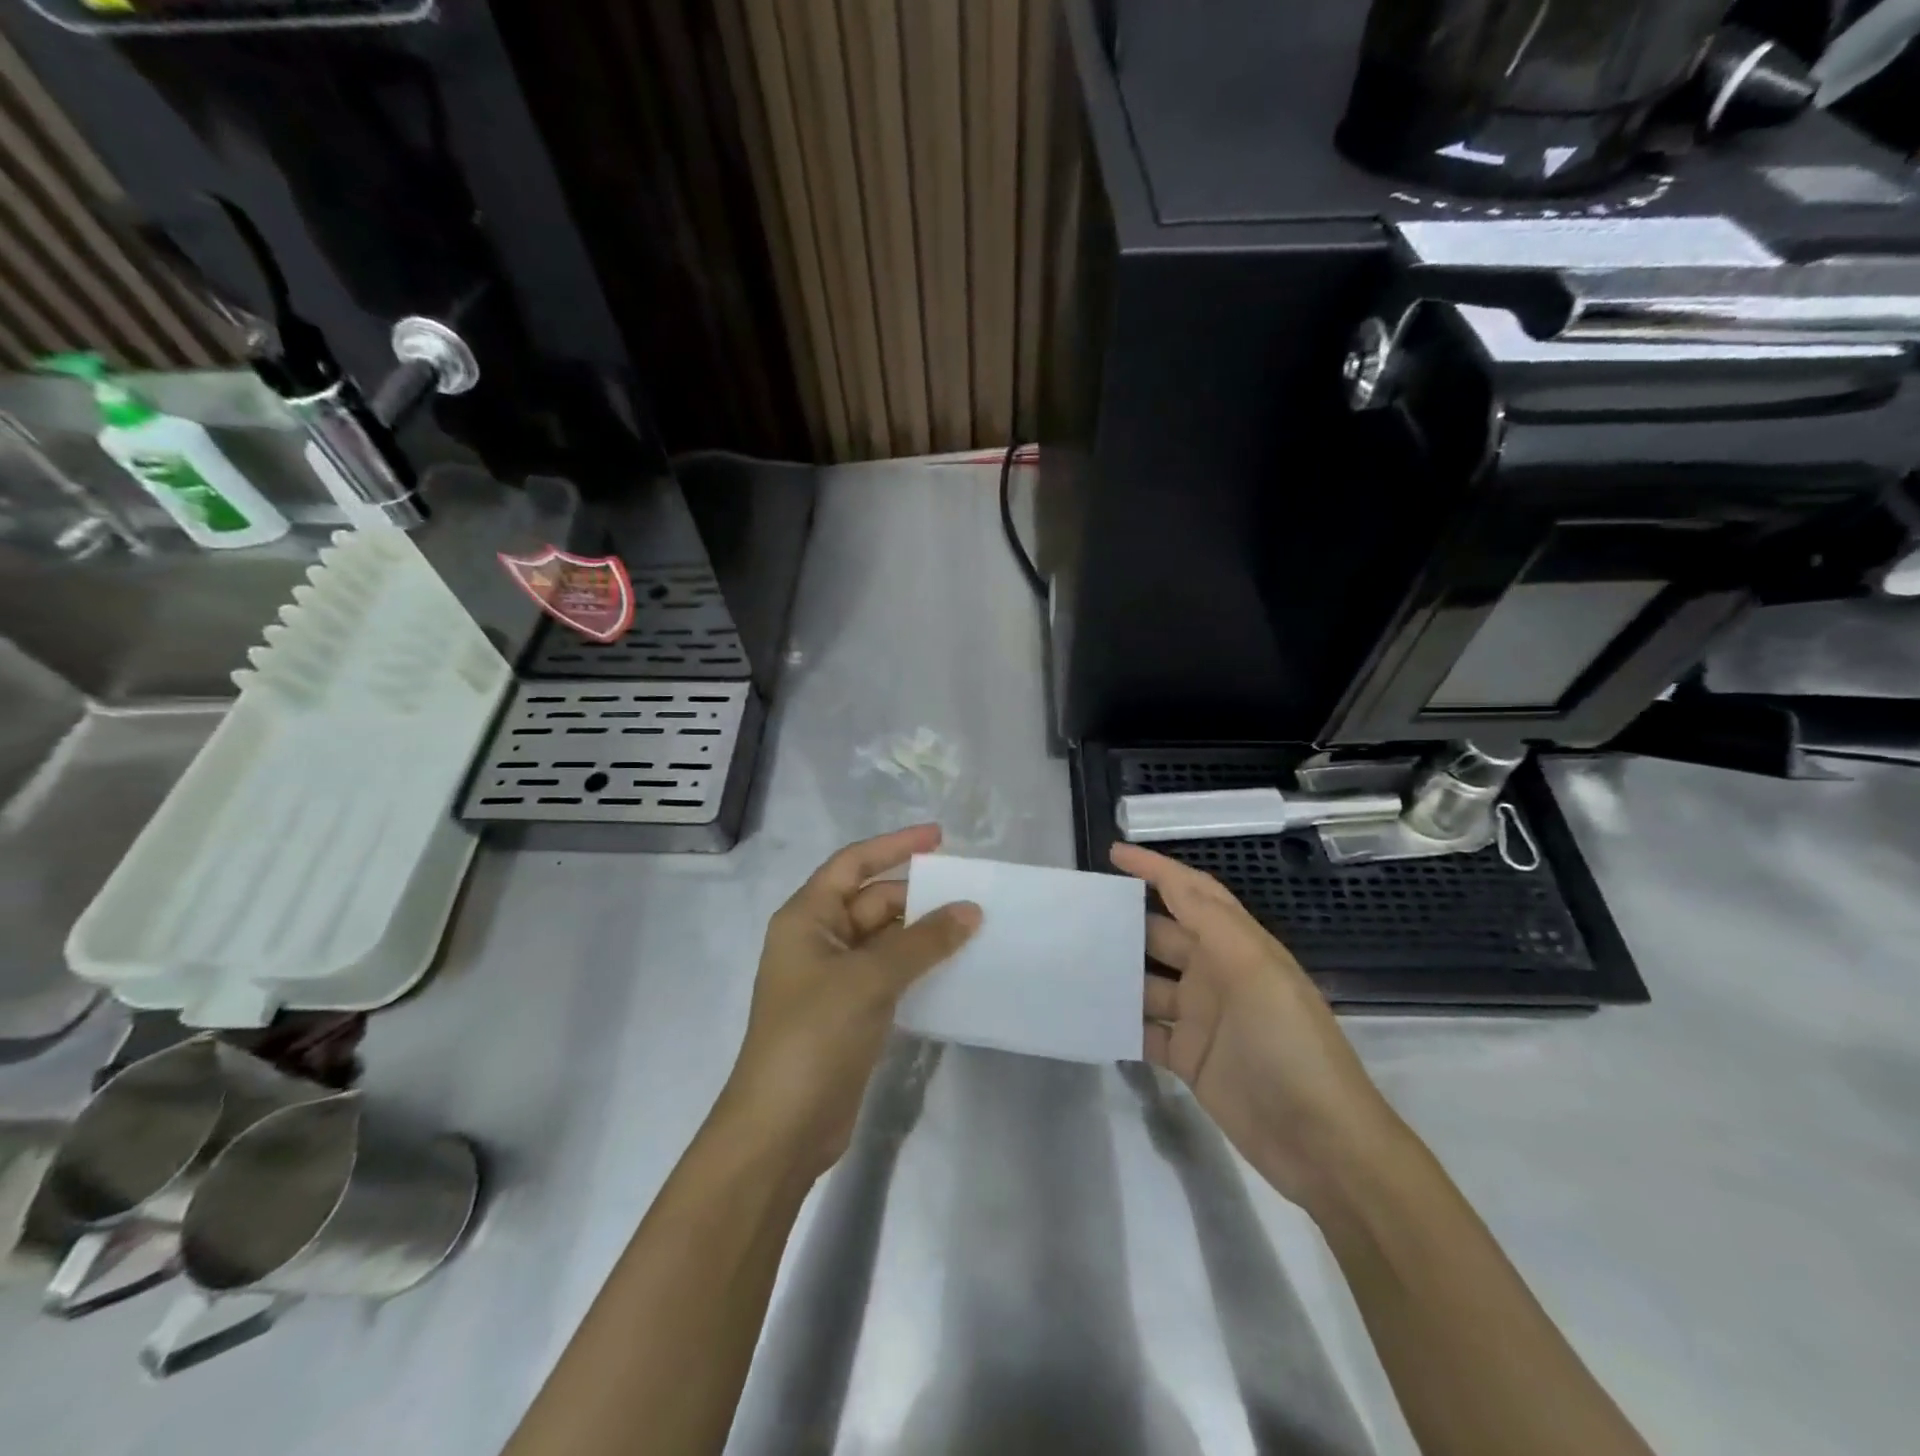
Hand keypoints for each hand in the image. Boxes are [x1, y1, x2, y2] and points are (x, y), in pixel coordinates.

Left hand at [718, 824, 980, 1181]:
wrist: (782, 1128)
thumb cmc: (815, 1035)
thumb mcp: (870, 978)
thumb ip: (923, 941)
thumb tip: (970, 909)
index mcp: (807, 917)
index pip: (853, 863)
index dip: (894, 845)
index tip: (939, 837)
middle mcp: (818, 940)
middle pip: (873, 901)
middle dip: (918, 896)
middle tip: (971, 893)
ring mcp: (834, 979)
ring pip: (886, 940)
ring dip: (923, 933)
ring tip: (974, 926)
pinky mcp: (851, 1012)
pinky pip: (890, 974)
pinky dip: (919, 967)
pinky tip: (955, 968)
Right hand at [1113, 842, 1405, 1212]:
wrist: (1322, 1143)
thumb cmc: (1290, 1044)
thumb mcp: (1256, 972)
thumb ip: (1212, 922)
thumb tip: (1170, 879)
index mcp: (1238, 946)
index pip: (1192, 893)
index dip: (1156, 869)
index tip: (1113, 853)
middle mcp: (1216, 974)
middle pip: (1163, 935)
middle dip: (1126, 921)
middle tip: (1076, 913)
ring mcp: (1201, 1018)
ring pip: (1148, 983)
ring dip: (1117, 974)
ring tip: (1069, 963)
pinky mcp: (1189, 1058)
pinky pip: (1146, 1030)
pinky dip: (1121, 1022)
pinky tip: (1088, 1015)